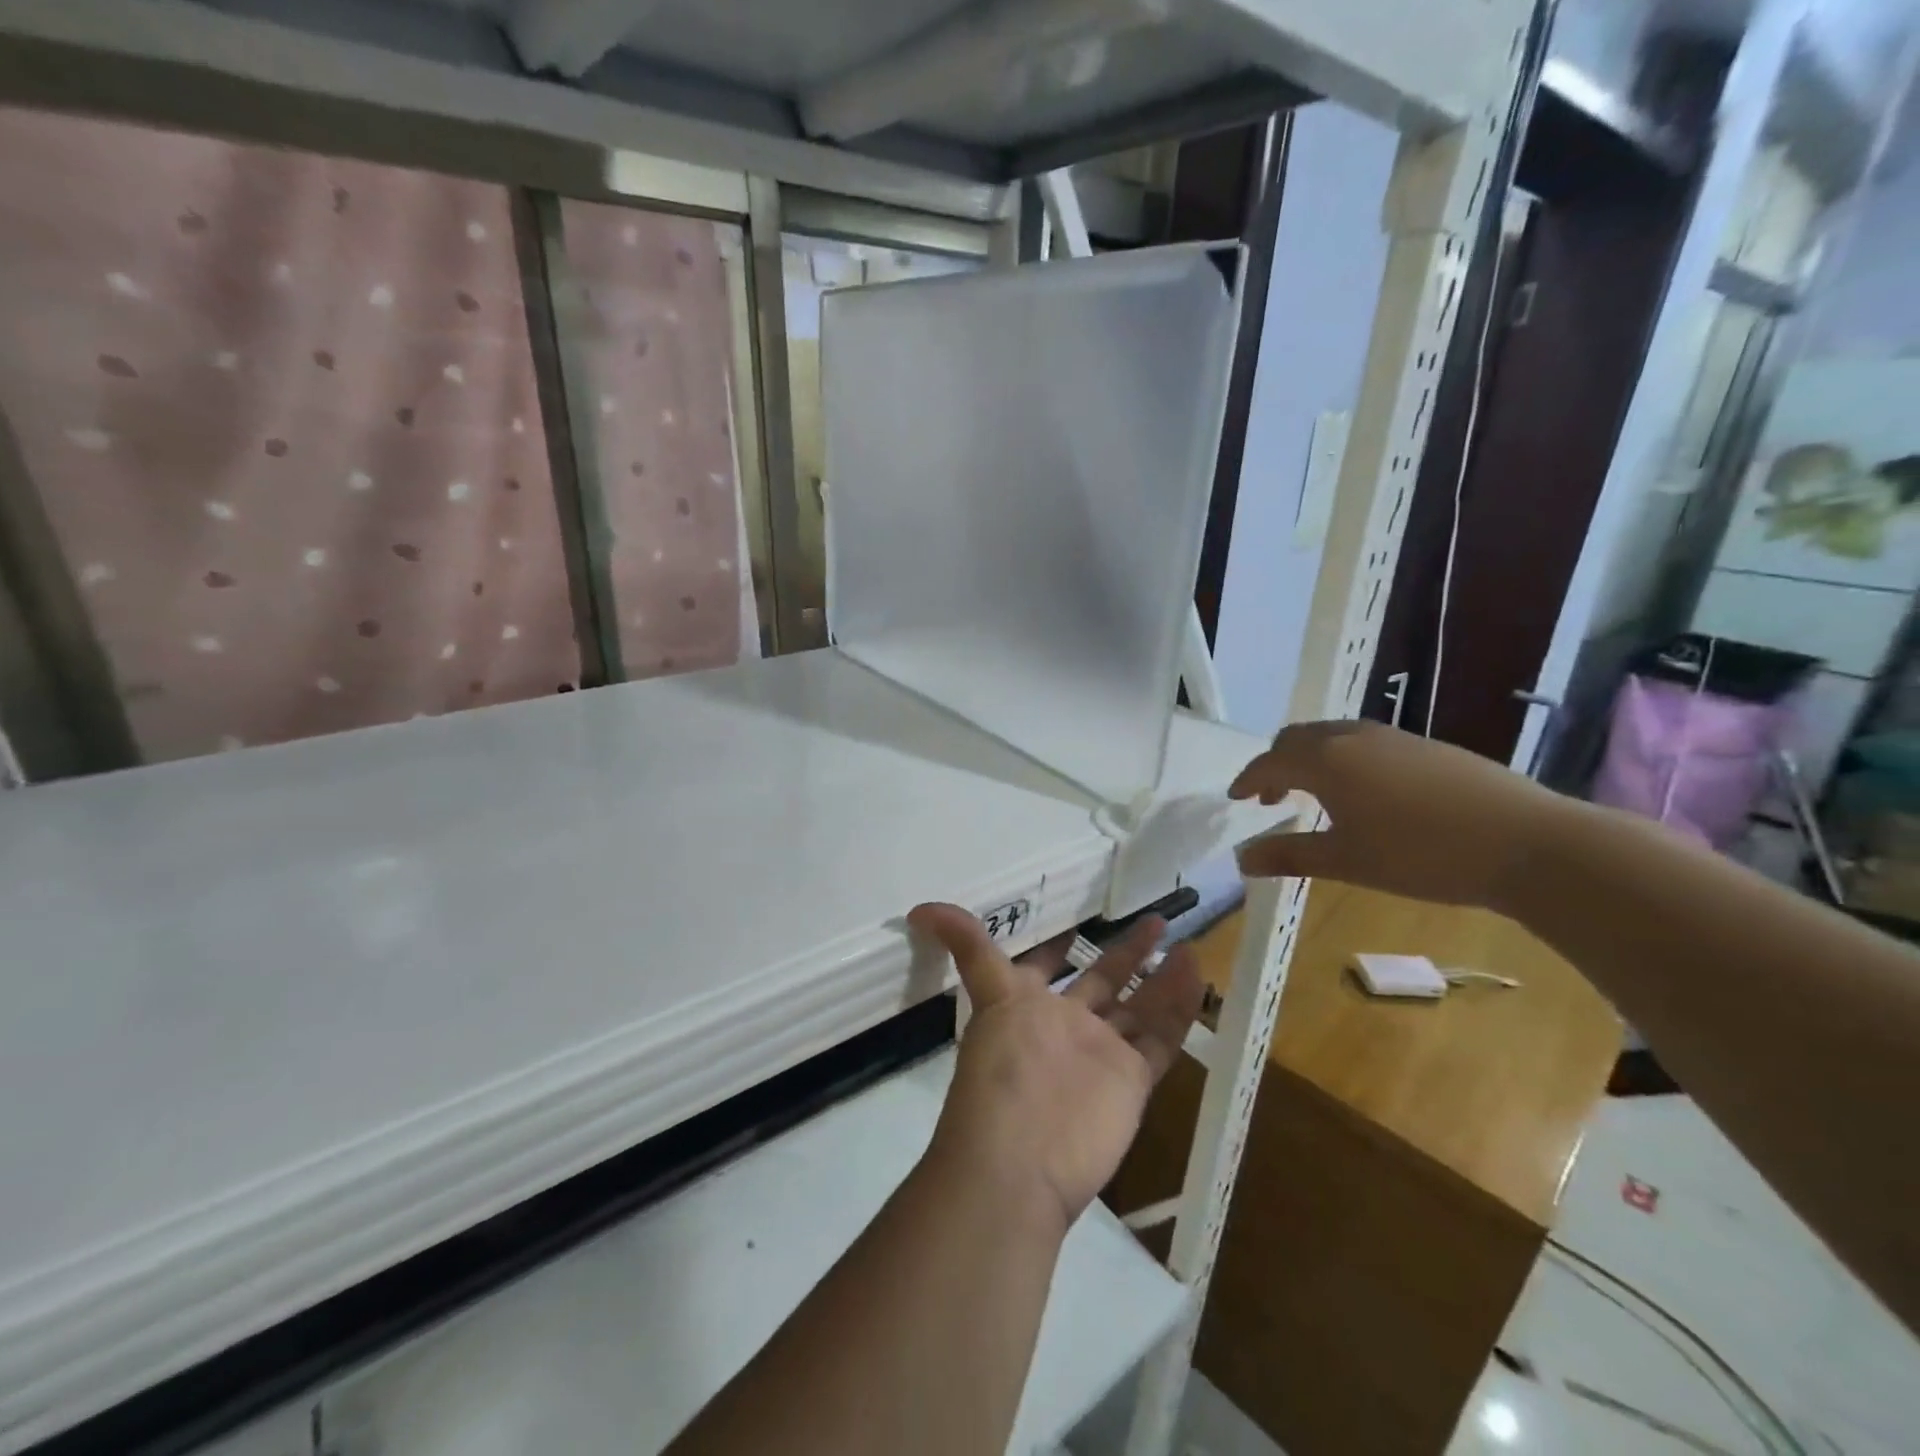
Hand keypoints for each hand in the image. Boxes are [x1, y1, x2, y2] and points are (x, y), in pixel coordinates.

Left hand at [907, 904, 1202, 1231]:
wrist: (1020, 1162)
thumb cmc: (1001, 1071)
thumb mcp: (987, 995)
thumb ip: (965, 947)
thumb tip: (918, 909)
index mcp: (1028, 1006)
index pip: (1045, 965)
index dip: (1058, 944)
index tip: (1080, 916)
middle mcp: (1067, 1026)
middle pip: (1102, 981)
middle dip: (1126, 953)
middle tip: (1154, 920)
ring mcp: (1102, 1054)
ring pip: (1139, 1008)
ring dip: (1161, 977)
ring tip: (1186, 944)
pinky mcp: (1132, 1081)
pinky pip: (1161, 1038)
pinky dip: (1180, 1008)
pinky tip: (1196, 973)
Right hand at [1228, 720, 1566, 911]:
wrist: (1528, 843)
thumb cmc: (1421, 855)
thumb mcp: (1347, 862)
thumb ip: (1289, 855)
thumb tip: (1241, 859)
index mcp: (1326, 760)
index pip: (1270, 760)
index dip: (1248, 779)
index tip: (1236, 799)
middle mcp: (1354, 736)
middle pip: (1298, 738)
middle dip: (1277, 764)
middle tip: (1271, 798)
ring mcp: (1395, 737)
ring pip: (1334, 735)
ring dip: (1311, 759)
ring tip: (1314, 794)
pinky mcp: (1427, 746)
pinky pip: (1366, 741)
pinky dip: (1344, 759)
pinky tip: (1365, 793)